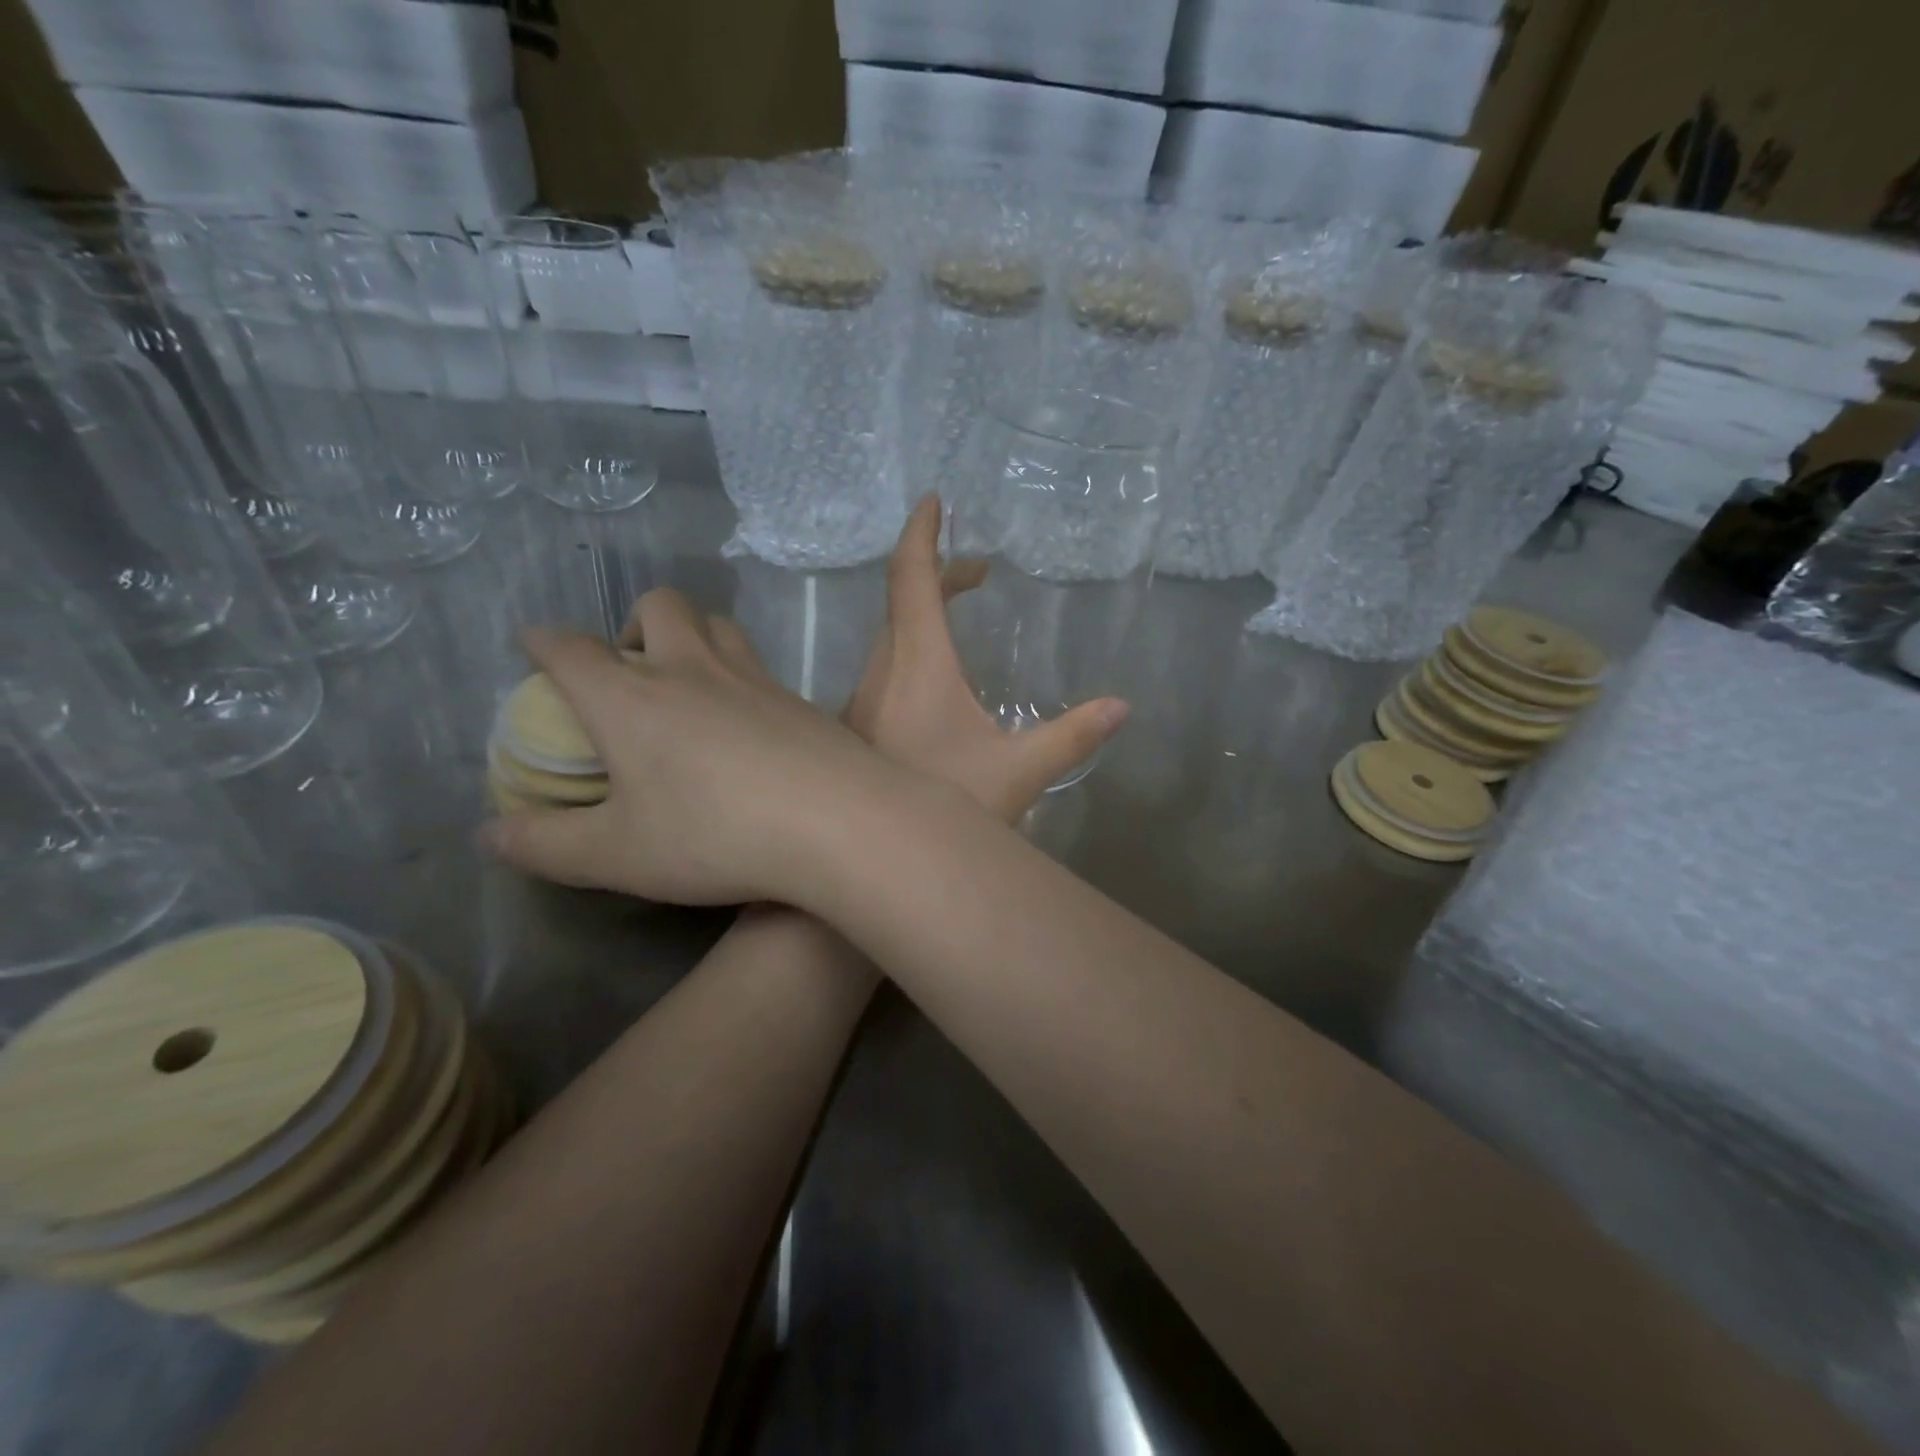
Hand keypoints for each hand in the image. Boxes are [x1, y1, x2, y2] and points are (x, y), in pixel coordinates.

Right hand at [480, 589, 896, 905]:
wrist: (836, 821)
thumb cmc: (714, 836)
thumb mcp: (615, 856)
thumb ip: (546, 844)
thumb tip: (489, 833)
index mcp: (630, 698)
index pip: (571, 649)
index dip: (544, 641)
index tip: (536, 644)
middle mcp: (691, 670)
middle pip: (661, 604)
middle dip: (636, 620)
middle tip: (632, 665)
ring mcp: (754, 678)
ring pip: (719, 624)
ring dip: (694, 635)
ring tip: (688, 681)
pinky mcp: (800, 699)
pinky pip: (761, 666)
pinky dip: (741, 676)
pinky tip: (747, 721)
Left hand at [844, 496, 1128, 822]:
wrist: (876, 864)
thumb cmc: (950, 810)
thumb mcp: (1020, 773)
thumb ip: (1071, 737)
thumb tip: (1121, 707)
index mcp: (917, 667)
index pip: (911, 580)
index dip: (921, 534)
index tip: (934, 500)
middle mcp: (880, 674)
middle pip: (901, 604)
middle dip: (938, 577)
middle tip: (980, 574)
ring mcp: (860, 704)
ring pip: (889, 640)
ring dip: (923, 616)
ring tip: (963, 617)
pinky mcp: (856, 731)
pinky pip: (883, 670)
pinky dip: (911, 652)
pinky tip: (936, 688)